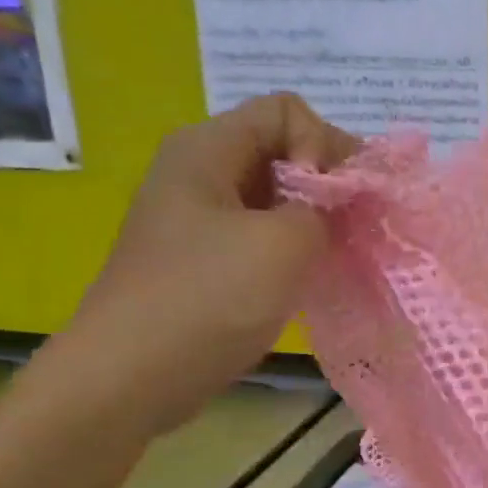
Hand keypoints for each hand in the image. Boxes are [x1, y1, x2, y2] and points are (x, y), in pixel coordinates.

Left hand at [46, 94, 357, 435]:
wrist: (131, 377)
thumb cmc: (208, 298)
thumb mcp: (285, 242)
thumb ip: (328, 207)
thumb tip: (344, 200)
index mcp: (208, 148)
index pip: (287, 111)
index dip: (324, 144)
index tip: (335, 199)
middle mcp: (201, 171)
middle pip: (283, 150)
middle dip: (328, 183)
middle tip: (356, 227)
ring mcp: (200, 219)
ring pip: (277, 197)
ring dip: (316, 221)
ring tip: (341, 255)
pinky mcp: (206, 260)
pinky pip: (263, 235)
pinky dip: (295, 249)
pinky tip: (311, 278)